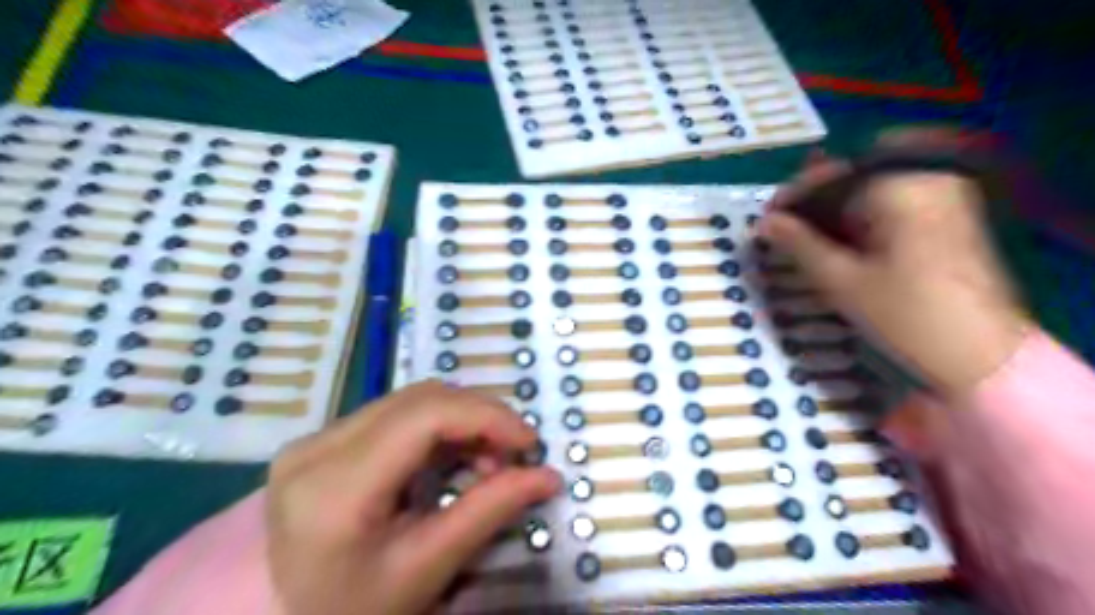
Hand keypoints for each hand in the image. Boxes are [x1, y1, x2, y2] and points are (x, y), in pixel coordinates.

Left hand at [262, 379, 556, 614]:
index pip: (424, 416)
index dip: (487, 416)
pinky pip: (395, 414)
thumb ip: (490, 512)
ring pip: (410, 400)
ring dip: (461, 420)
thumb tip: (549, 475)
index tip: (529, 442)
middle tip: (513, 454)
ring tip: (486, 460)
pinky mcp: (322, 440)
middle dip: (480, 417)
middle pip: (420, 399)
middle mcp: (316, 447)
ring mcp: (314, 439)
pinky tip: (453, 457)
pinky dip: (438, 427)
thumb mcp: (429, 567)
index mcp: (335, 487)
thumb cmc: (357, 610)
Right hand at [764, 133, 1027, 396]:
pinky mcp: (949, 220)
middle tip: (781, 230)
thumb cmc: (905, 317)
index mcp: (902, 188)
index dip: (794, 194)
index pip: (834, 175)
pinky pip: (892, 208)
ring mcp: (944, 199)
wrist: (982, 358)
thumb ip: (798, 244)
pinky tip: (838, 244)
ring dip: (833, 213)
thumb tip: (764, 223)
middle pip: (854, 179)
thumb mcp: (840, 281)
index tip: (766, 218)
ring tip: (801, 240)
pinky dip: (859, 222)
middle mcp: (927, 181)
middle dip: (813, 203)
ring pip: (871, 194)